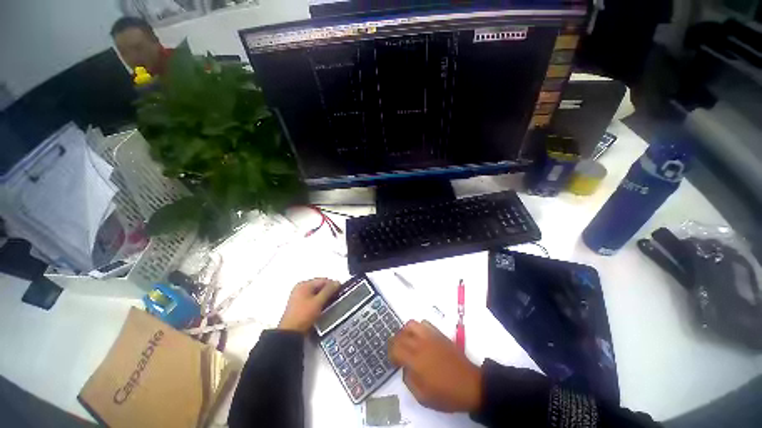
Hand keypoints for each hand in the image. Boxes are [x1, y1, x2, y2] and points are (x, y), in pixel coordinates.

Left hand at [278, 278, 339, 332]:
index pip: (323, 280)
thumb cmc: (303, 315)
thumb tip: (337, 282)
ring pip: (317, 294)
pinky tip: (323, 309)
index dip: (333, 285)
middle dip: (328, 292)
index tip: (340, 292)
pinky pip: (313, 300)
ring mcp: (299, 297)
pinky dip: (319, 302)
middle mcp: (300, 288)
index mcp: (304, 284)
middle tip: (336, 299)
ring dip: (324, 298)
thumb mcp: (318, 302)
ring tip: (330, 305)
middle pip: (320, 286)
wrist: (290, 334)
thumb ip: (329, 290)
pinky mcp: (299, 305)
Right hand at [389, 320, 481, 412]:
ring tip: (407, 341)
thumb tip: (405, 368)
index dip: (391, 354)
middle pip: (400, 335)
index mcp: (416, 360)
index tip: (394, 362)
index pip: (395, 348)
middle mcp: (421, 344)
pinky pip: (424, 323)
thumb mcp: (423, 397)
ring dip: (405, 332)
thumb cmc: (447, 395)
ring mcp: (430, 336)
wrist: (471, 385)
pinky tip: (420, 337)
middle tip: (397, 352)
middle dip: (395, 343)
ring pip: (411, 324)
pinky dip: (418, 328)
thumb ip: (409, 381)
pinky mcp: (439, 334)